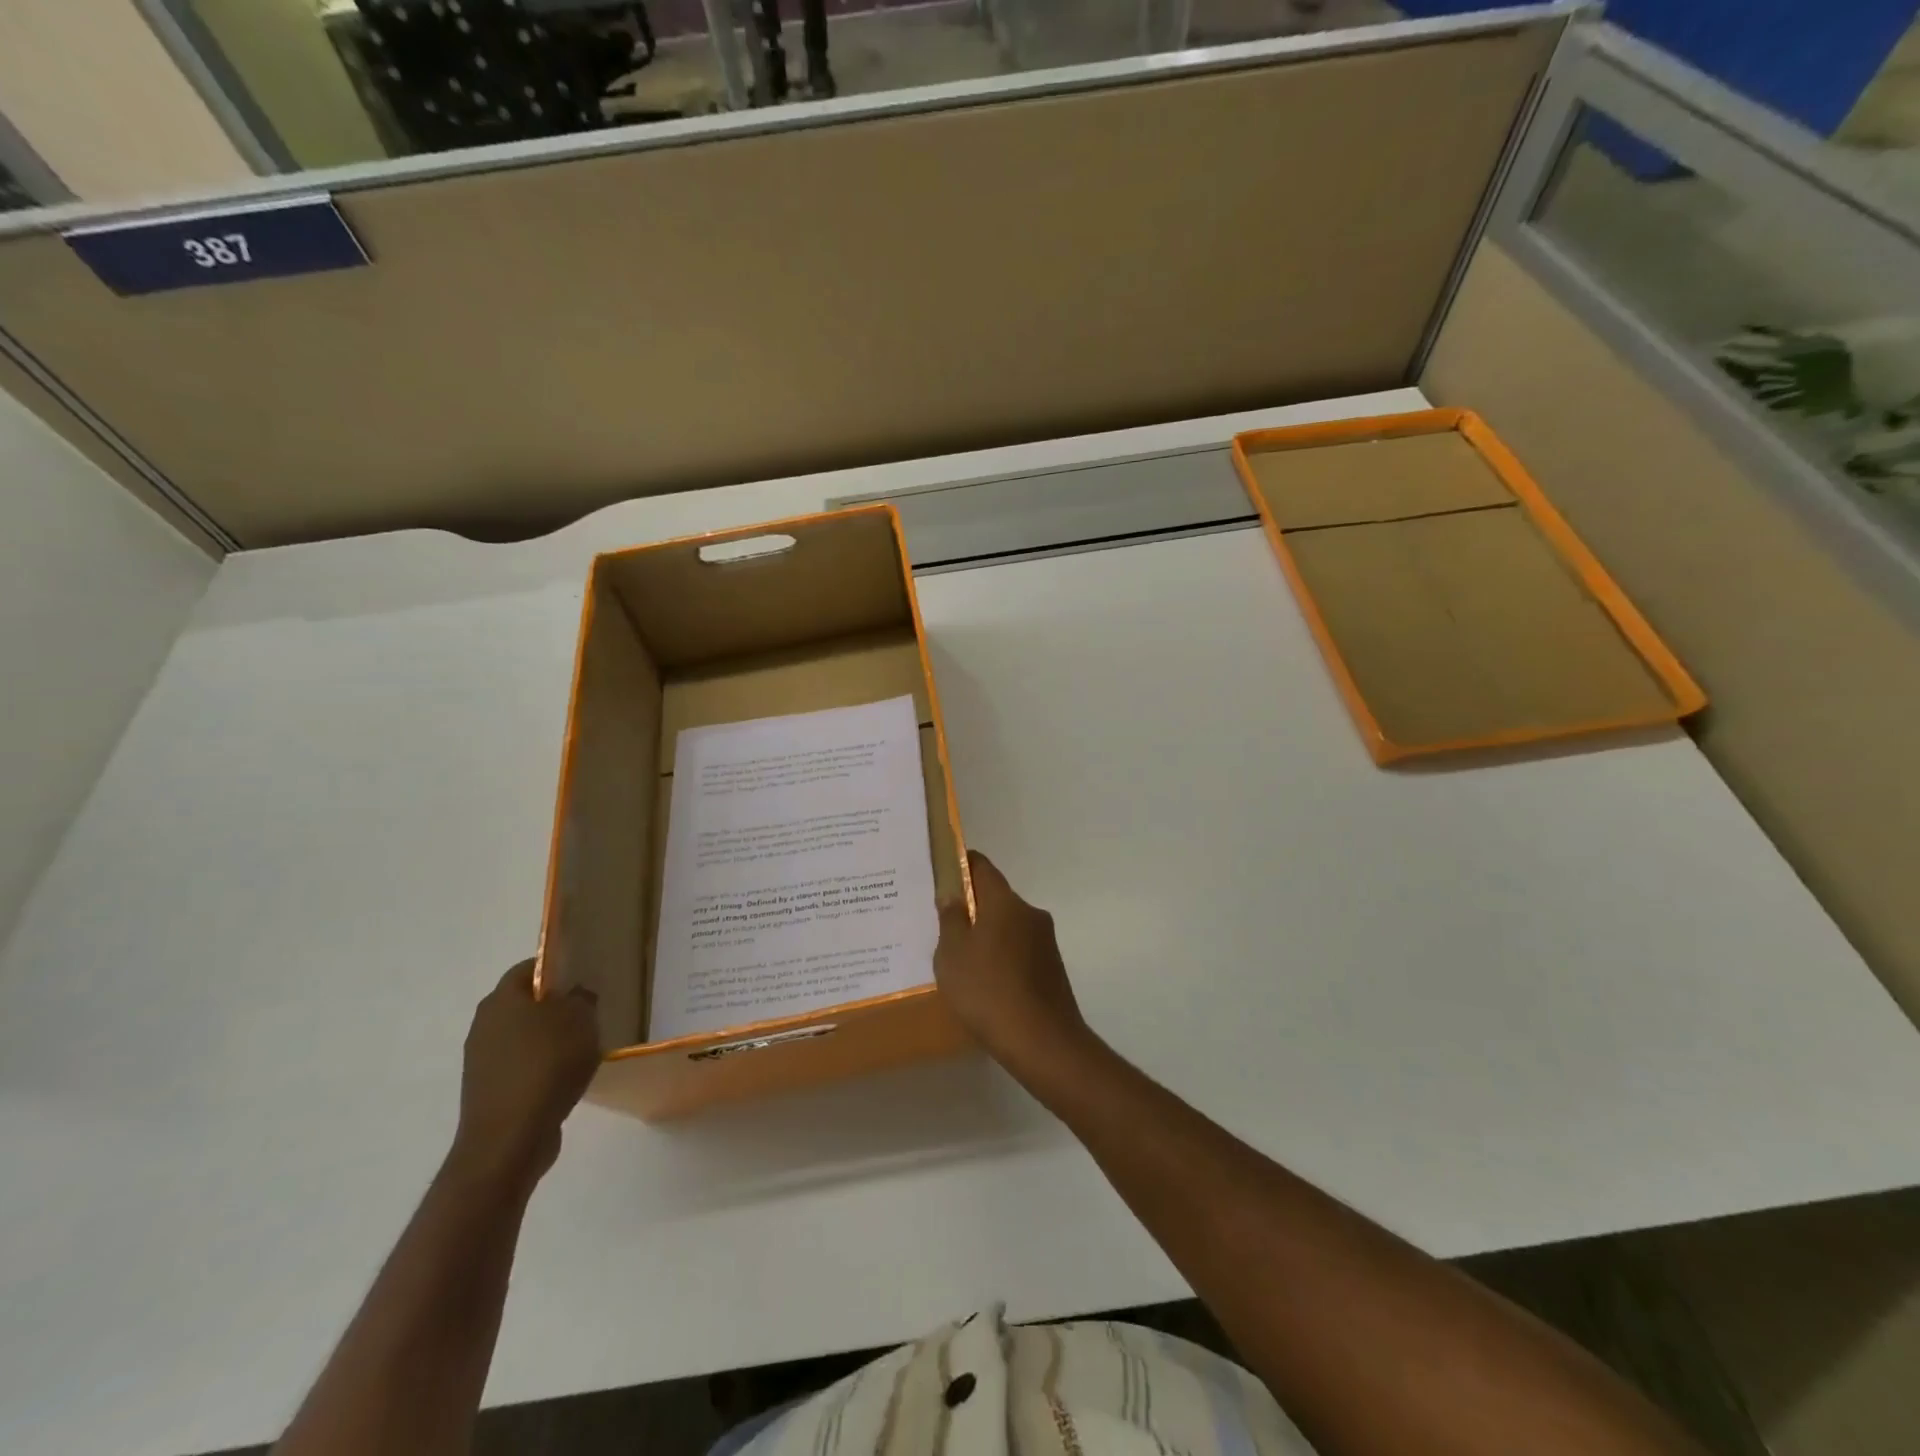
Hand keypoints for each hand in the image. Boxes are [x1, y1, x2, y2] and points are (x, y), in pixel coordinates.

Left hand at [450, 960, 600, 1191]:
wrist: (509, 1140)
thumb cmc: (546, 1066)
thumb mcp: (579, 1019)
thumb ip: (581, 998)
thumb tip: (576, 994)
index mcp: (500, 1000)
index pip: (529, 968)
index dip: (557, 967)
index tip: (585, 976)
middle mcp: (484, 1025)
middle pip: (525, 1003)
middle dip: (556, 1005)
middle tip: (590, 1010)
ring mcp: (482, 1062)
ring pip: (524, 1036)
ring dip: (551, 1038)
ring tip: (584, 1046)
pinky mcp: (489, 1092)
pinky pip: (522, 1066)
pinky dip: (543, 1067)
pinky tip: (567, 1077)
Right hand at [935, 852, 1090, 1074]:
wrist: (1043, 1042)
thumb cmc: (988, 990)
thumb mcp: (953, 954)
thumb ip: (950, 920)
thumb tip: (952, 894)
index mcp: (1005, 902)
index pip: (982, 866)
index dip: (961, 864)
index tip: (941, 872)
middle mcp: (1030, 913)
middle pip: (996, 897)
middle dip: (971, 906)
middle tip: (942, 923)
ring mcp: (1045, 941)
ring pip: (1008, 926)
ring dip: (987, 934)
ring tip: (960, 959)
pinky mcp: (1051, 968)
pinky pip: (1019, 951)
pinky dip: (1001, 957)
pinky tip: (985, 983)